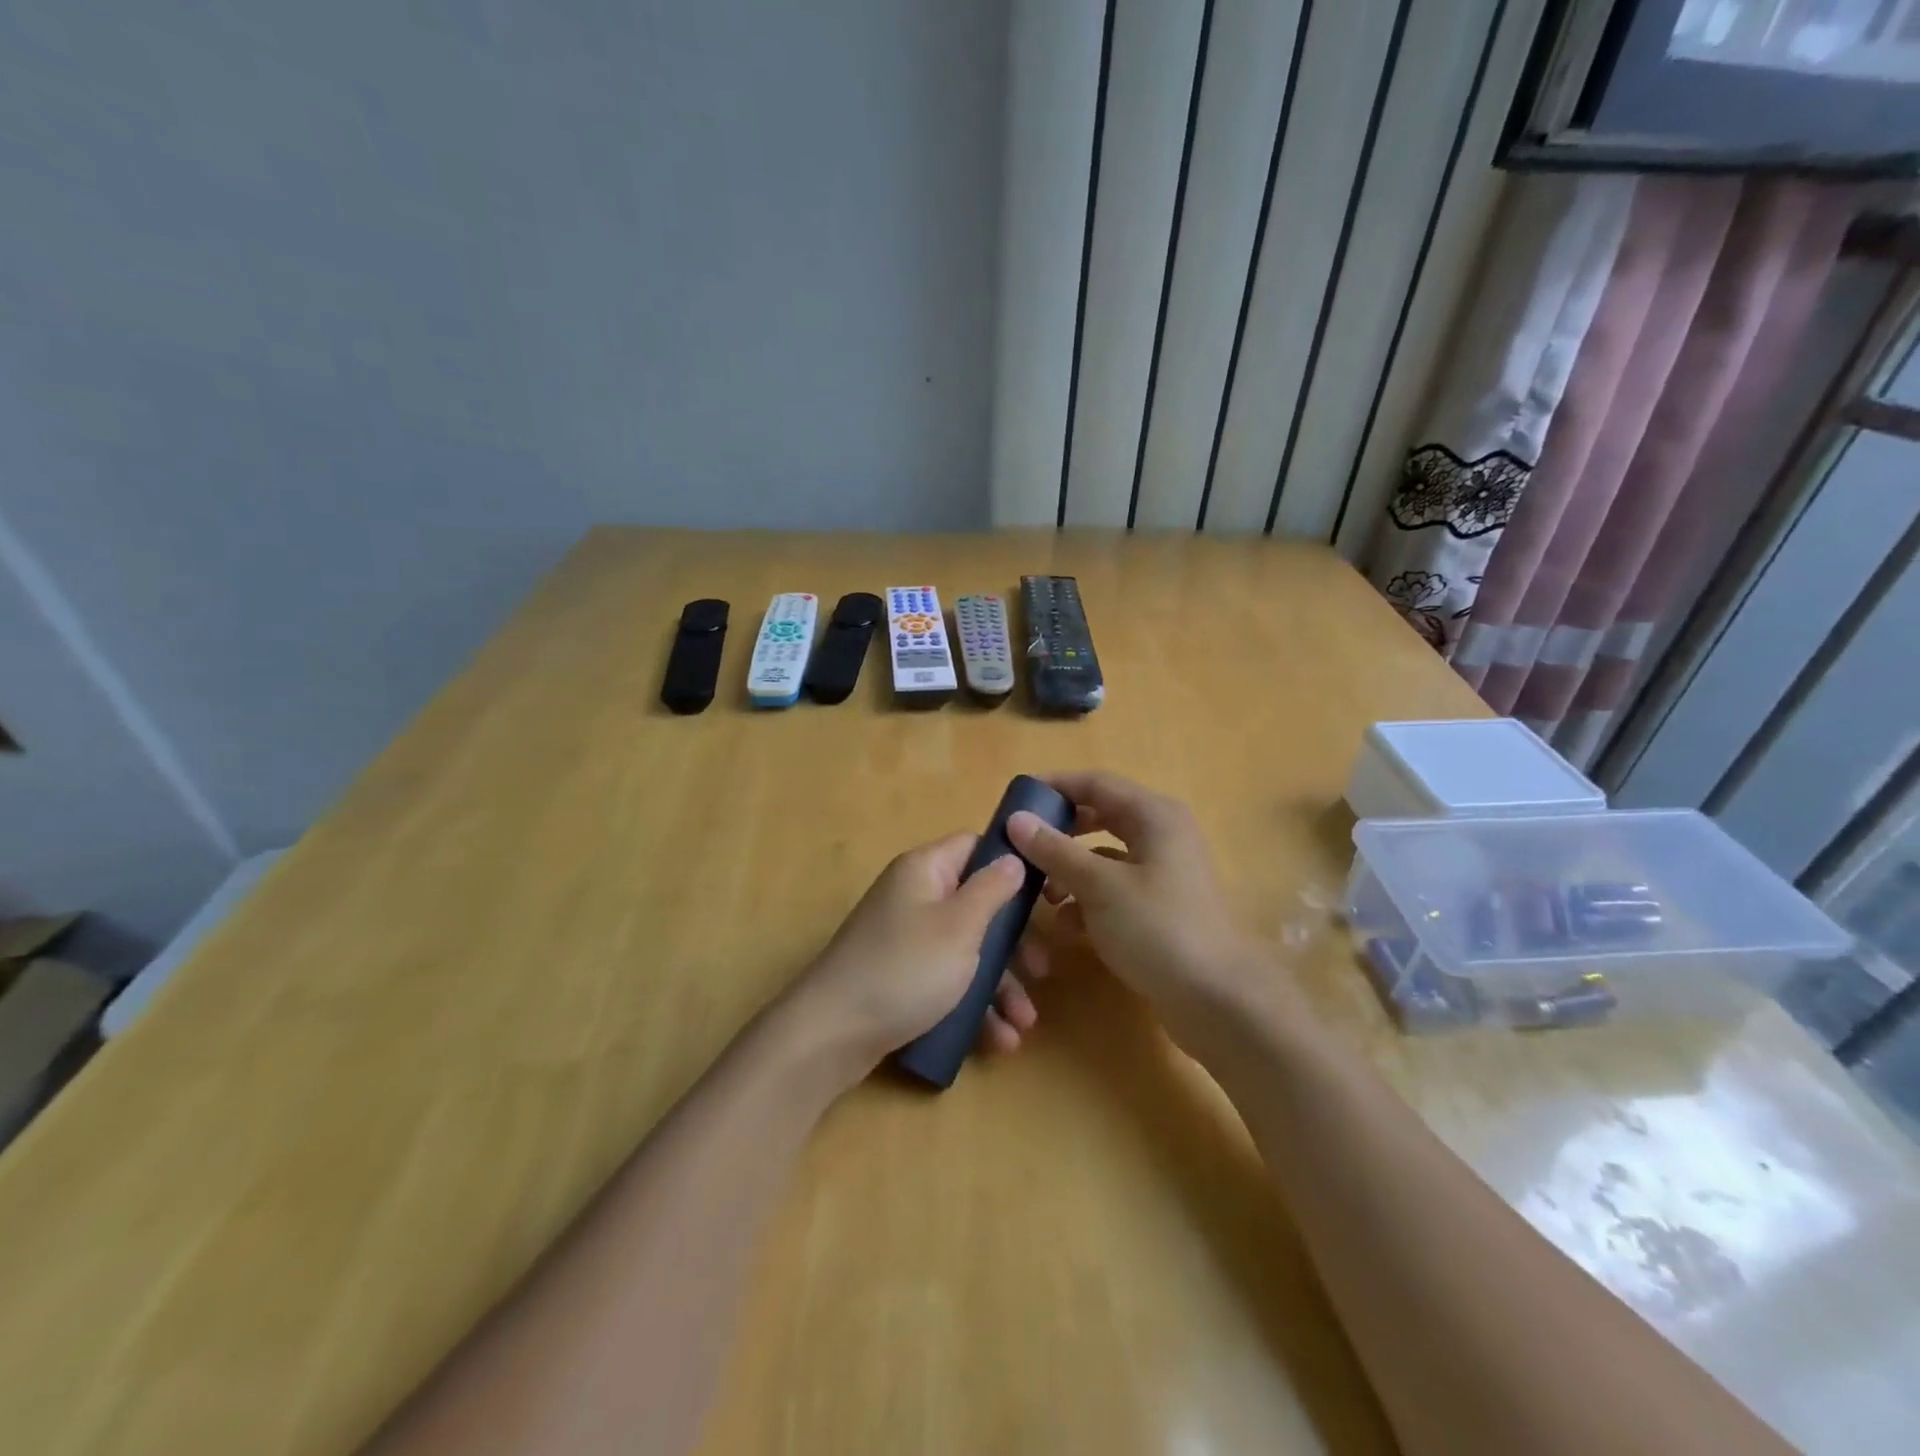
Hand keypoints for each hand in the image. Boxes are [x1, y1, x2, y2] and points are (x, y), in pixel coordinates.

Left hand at [788, 833, 1033, 1075]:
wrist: (830, 1034)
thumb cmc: (905, 969)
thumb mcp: (960, 926)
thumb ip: (992, 889)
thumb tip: (1012, 857)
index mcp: (926, 871)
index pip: (975, 846)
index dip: (1011, 864)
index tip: (1046, 894)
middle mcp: (915, 897)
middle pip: (977, 905)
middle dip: (1014, 943)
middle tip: (1043, 972)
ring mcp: (906, 940)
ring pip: (966, 951)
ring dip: (1000, 986)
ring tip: (1024, 1025)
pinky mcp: (901, 979)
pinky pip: (947, 983)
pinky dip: (973, 1006)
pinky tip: (998, 1041)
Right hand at [1006, 772, 1275, 1043]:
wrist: (1217, 999)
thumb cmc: (1158, 928)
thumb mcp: (1099, 886)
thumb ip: (1055, 850)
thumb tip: (1017, 819)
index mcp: (1154, 816)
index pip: (1095, 783)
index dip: (1055, 786)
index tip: (1016, 800)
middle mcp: (1161, 835)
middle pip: (1099, 817)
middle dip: (1059, 832)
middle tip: (1021, 846)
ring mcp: (1162, 873)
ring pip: (1104, 857)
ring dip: (1069, 870)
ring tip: (1039, 892)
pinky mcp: (1159, 907)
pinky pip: (1114, 889)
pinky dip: (1088, 899)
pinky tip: (1066, 925)